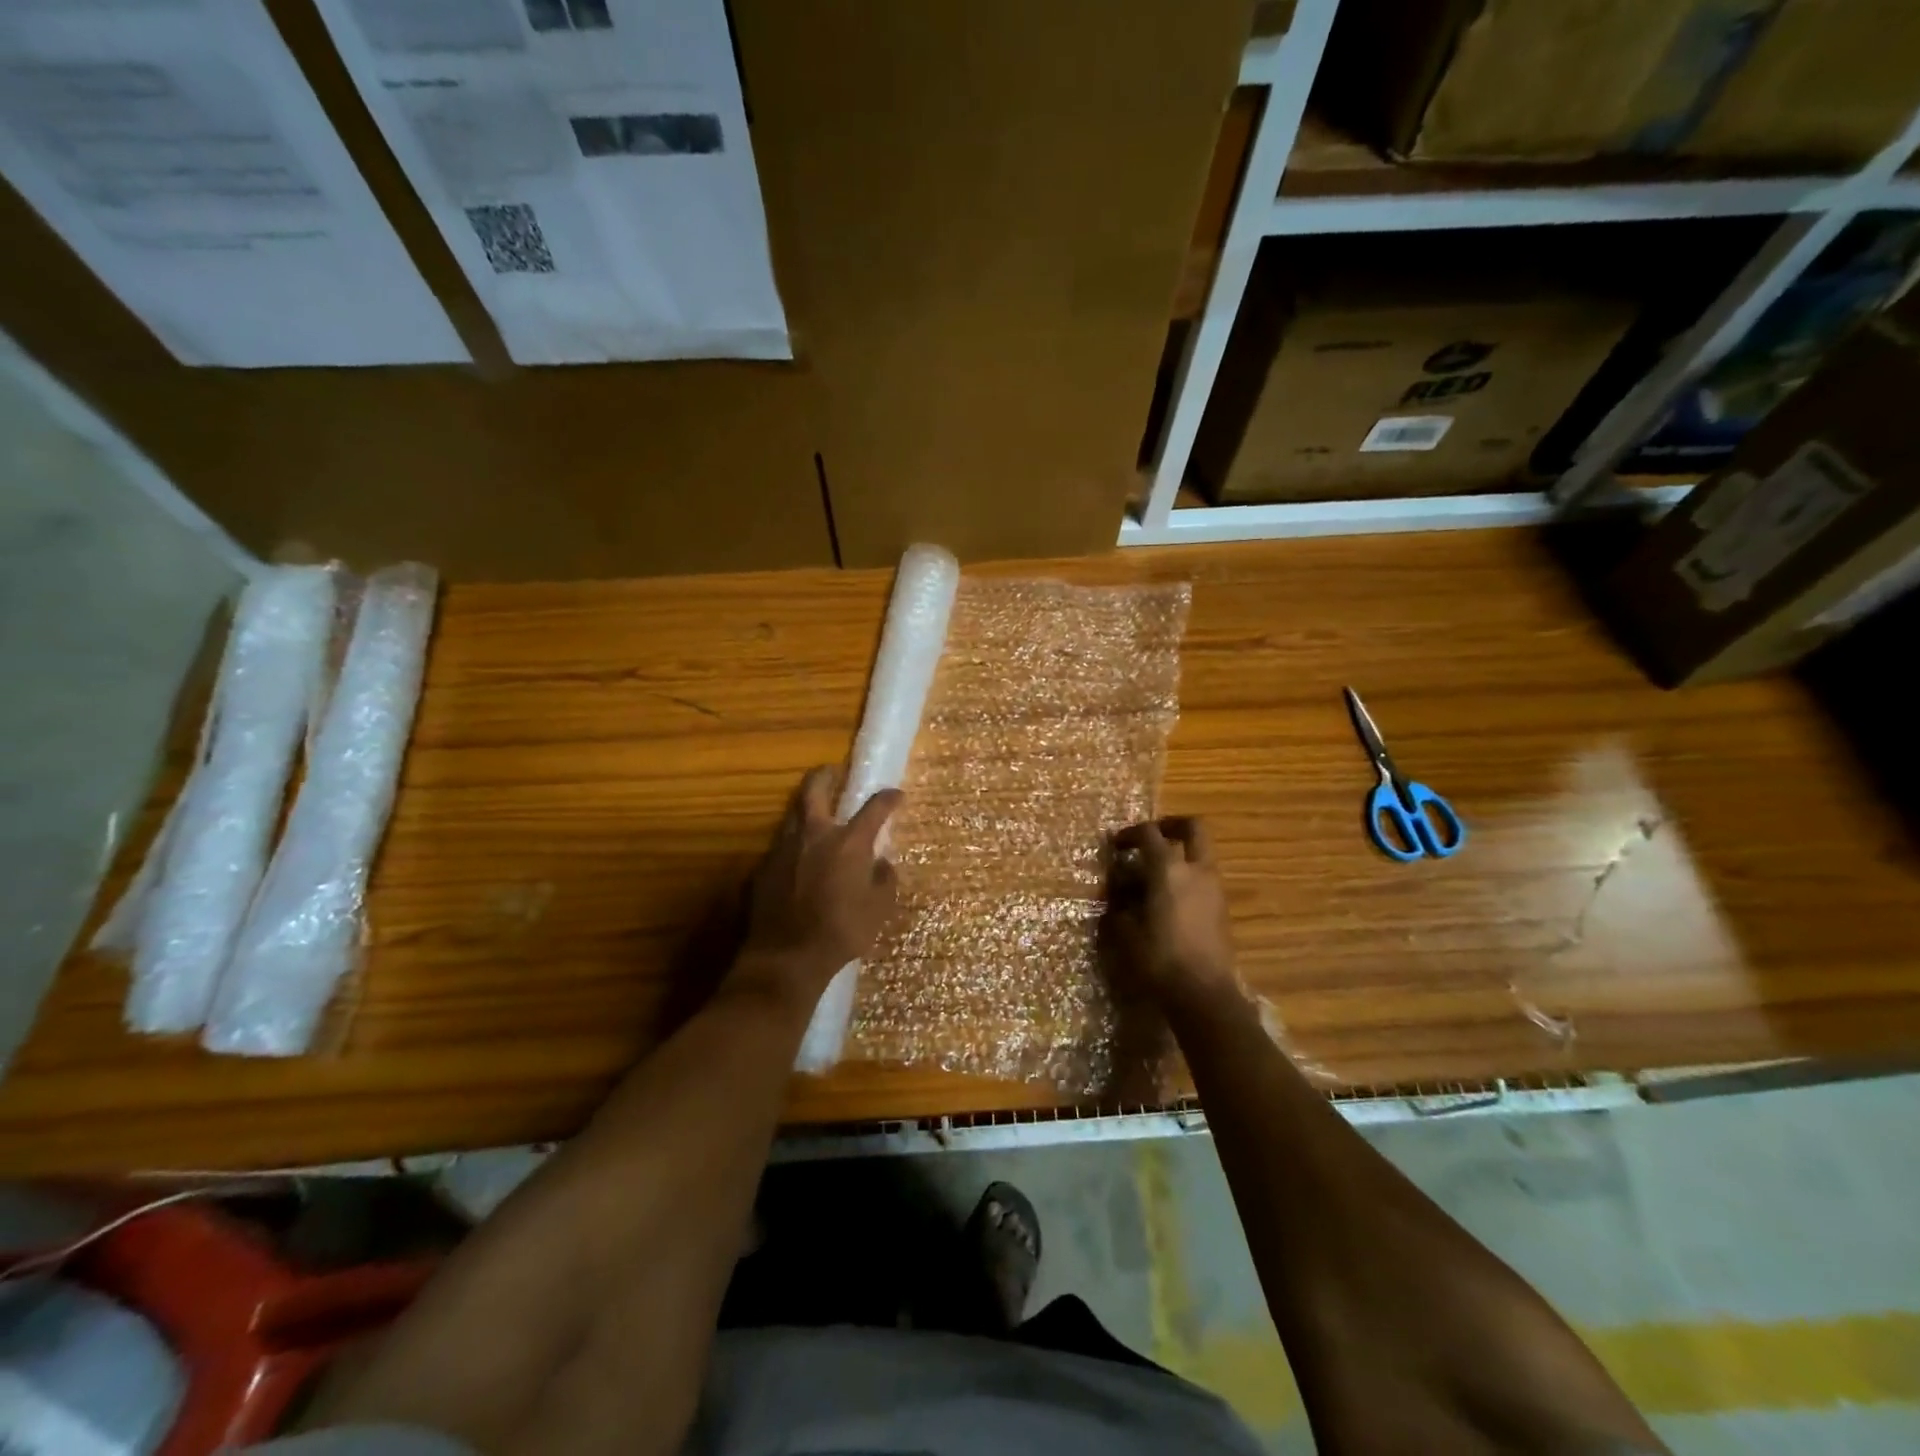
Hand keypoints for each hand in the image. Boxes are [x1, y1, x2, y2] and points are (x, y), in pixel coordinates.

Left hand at [736, 767, 902, 1009]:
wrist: (786, 957)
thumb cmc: (842, 931)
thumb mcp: (878, 909)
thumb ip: (884, 880)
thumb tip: (882, 863)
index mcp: (848, 842)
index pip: (873, 808)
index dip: (888, 798)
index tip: (896, 795)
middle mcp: (814, 835)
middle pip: (815, 789)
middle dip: (826, 775)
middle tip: (833, 771)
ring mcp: (783, 848)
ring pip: (793, 814)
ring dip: (806, 808)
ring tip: (816, 814)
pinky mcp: (763, 868)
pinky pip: (781, 845)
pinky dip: (794, 842)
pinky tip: (799, 857)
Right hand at [1104, 817, 1238, 1011]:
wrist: (1204, 994)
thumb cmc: (1160, 959)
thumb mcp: (1126, 932)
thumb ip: (1120, 905)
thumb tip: (1119, 893)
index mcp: (1169, 869)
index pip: (1149, 834)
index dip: (1130, 833)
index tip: (1115, 845)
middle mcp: (1196, 870)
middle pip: (1192, 827)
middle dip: (1171, 825)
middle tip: (1151, 837)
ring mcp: (1214, 888)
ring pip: (1201, 853)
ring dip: (1180, 854)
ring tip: (1155, 875)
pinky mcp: (1222, 908)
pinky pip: (1204, 877)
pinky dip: (1187, 877)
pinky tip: (1168, 900)